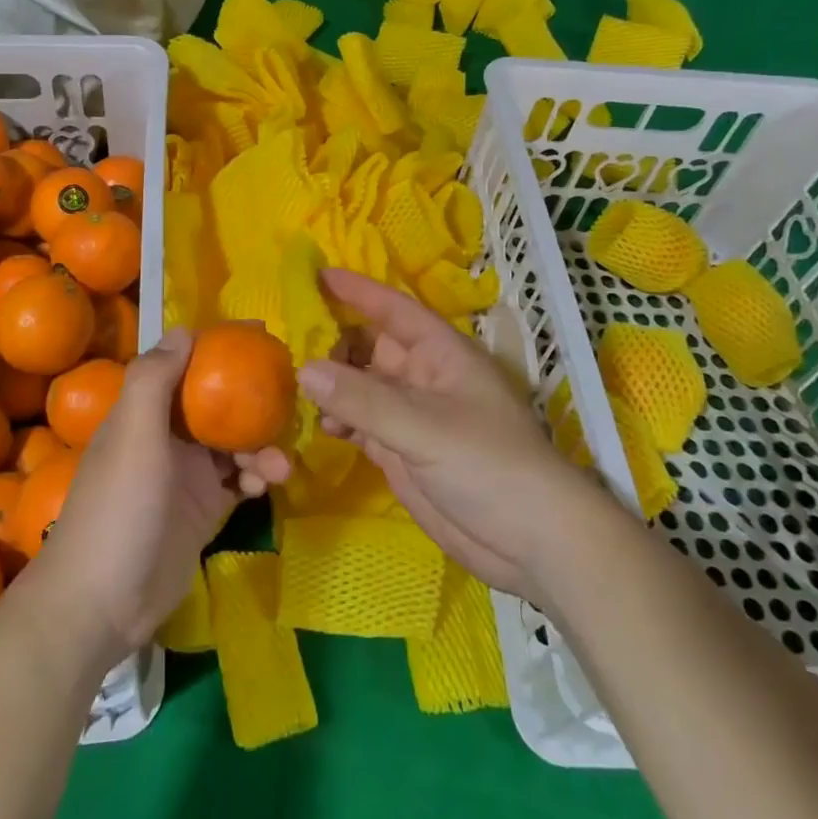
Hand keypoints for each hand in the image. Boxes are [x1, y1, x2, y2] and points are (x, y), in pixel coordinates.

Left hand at [31, 330, 289, 659]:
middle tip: (291, 398)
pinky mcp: (204, 510)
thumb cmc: (119, 507)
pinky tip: (268, 485)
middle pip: (218, 403)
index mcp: (146, 411)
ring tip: (279, 465)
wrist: (102, 603)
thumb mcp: (133, 435)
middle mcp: (168, 436)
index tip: (260, 337)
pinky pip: (240, 480)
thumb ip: (155, 379)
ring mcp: (188, 474)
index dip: (219, 349)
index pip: (186, 365)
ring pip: (235, 443)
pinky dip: (257, 477)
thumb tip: (185, 329)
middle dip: (252, 400)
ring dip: (260, 445)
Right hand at [301, 268, 595, 602]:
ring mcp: (411, 416)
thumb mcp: (424, 426)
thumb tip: (304, 369)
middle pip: (370, 346)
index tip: (316, 275)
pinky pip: (360, 423)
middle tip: (286, 344)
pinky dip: (337, 421)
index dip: (358, 290)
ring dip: (330, 385)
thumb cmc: (488, 465)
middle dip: (333, 342)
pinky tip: (316, 426)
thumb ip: (362, 400)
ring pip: (361, 386)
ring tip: (291, 386)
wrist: (531, 544)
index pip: (393, 309)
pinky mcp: (402, 451)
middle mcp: (423, 377)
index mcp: (440, 353)